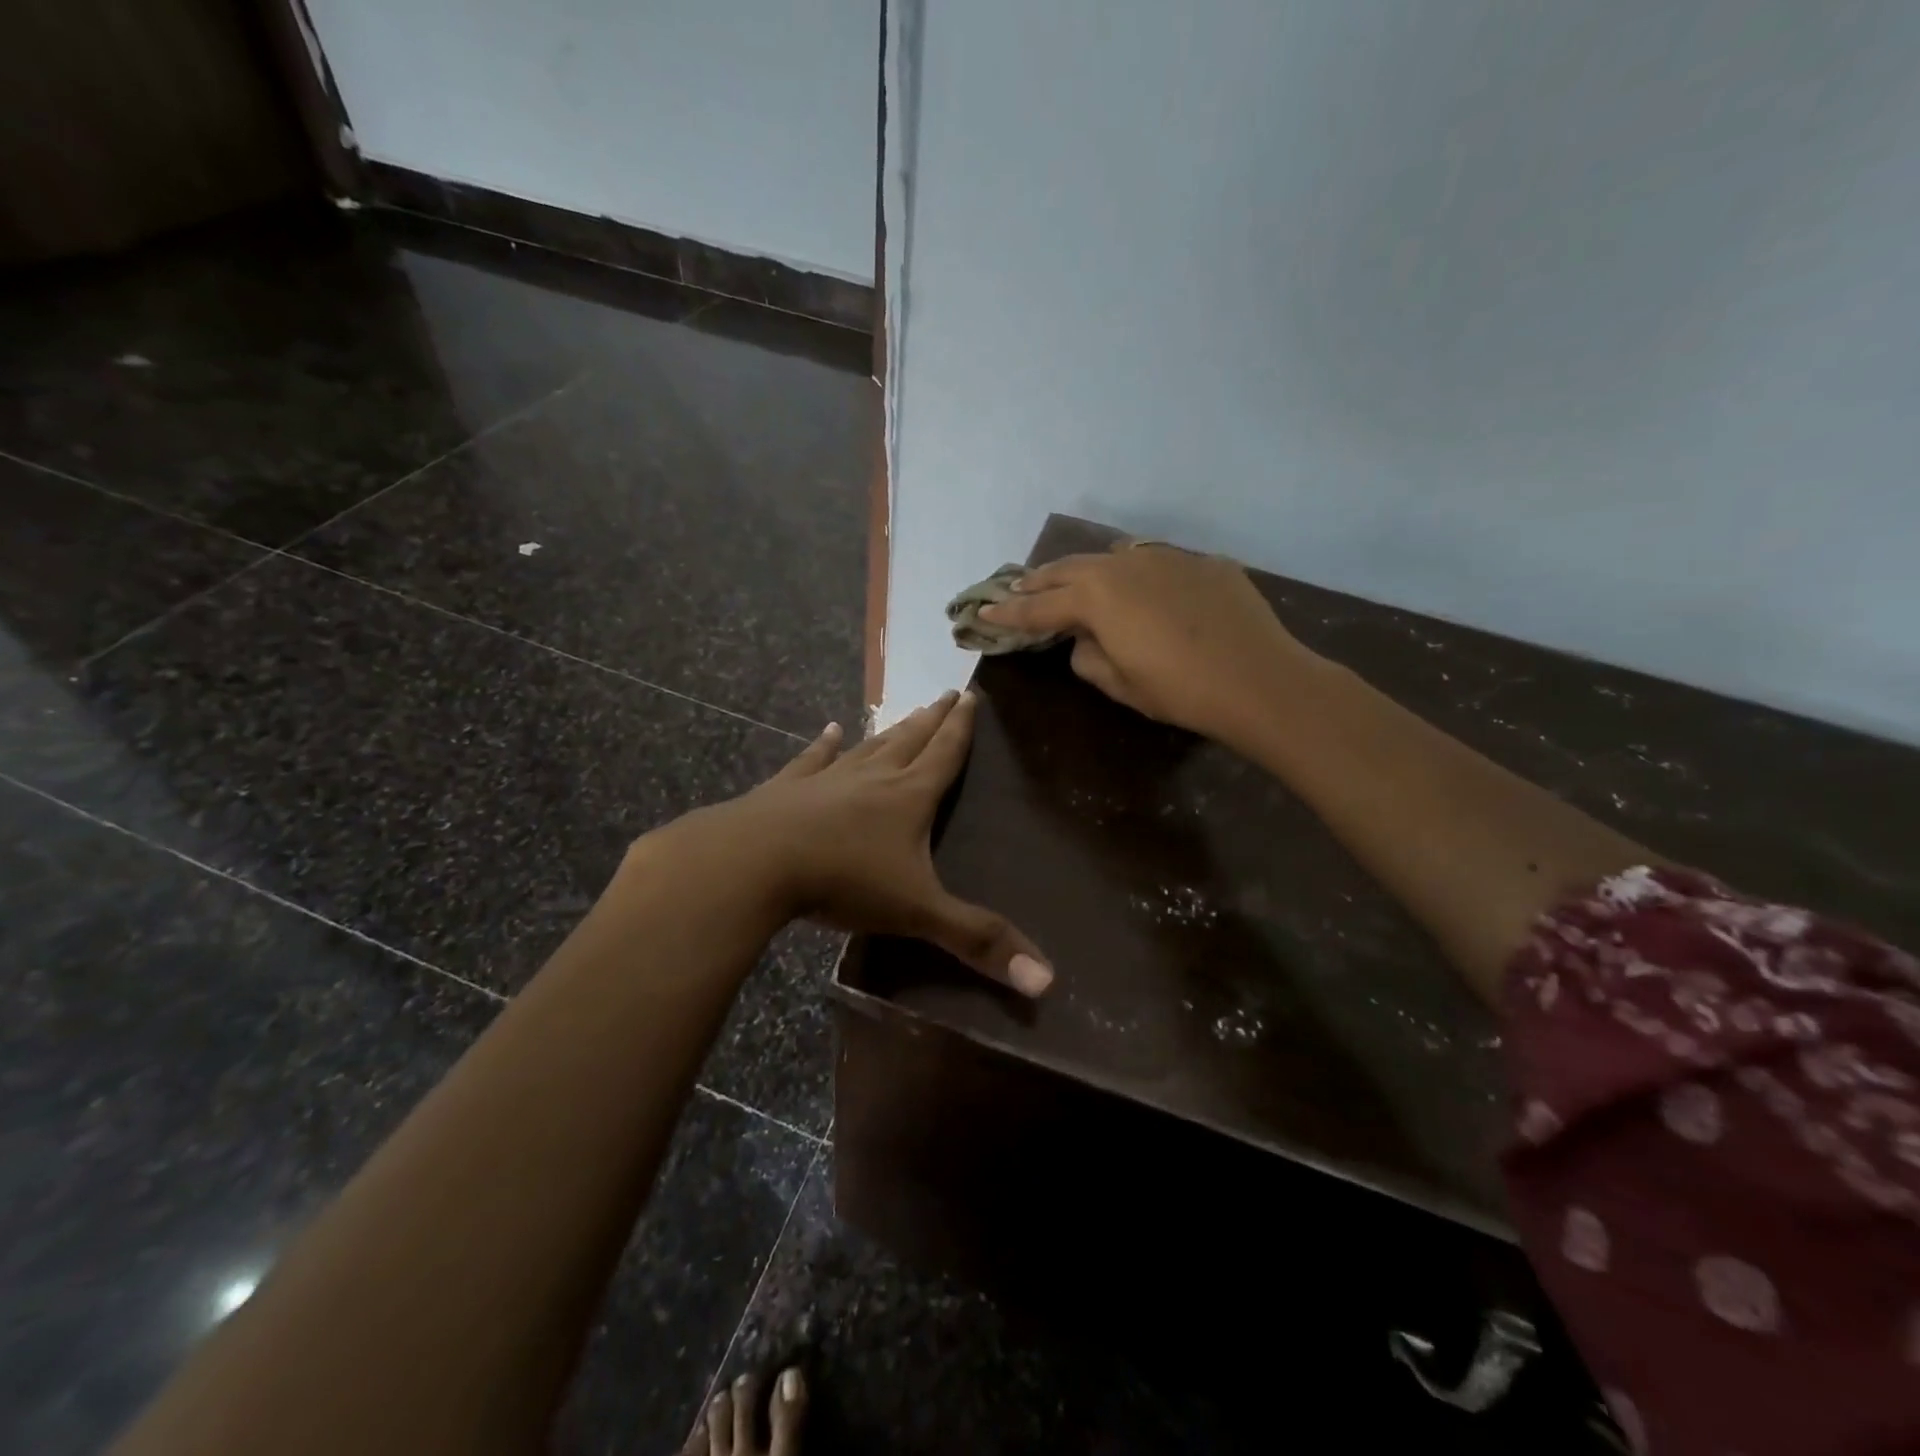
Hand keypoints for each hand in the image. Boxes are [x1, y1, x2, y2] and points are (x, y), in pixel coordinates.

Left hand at [663, 691, 1051, 995]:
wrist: (754, 863)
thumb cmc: (844, 881)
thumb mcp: (918, 913)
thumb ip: (978, 941)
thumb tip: (1047, 980)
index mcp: (909, 798)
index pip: (945, 755)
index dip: (961, 728)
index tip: (970, 696)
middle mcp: (872, 778)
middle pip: (910, 741)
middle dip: (933, 719)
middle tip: (947, 693)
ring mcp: (826, 779)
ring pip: (868, 747)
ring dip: (890, 731)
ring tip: (906, 712)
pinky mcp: (787, 790)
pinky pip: (811, 760)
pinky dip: (822, 746)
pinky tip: (829, 731)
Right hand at [977, 542, 1316, 745]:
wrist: (1260, 680)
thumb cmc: (1179, 690)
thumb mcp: (1120, 684)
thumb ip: (1088, 657)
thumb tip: (1085, 640)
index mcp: (1096, 597)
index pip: (1040, 606)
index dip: (1008, 611)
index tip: (983, 611)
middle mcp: (1124, 566)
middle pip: (1070, 569)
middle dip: (1040, 580)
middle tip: (1019, 587)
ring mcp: (1167, 558)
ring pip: (1113, 556)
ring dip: (1086, 570)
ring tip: (1074, 580)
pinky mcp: (1203, 563)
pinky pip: (1156, 562)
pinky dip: (1136, 574)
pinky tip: (1142, 588)